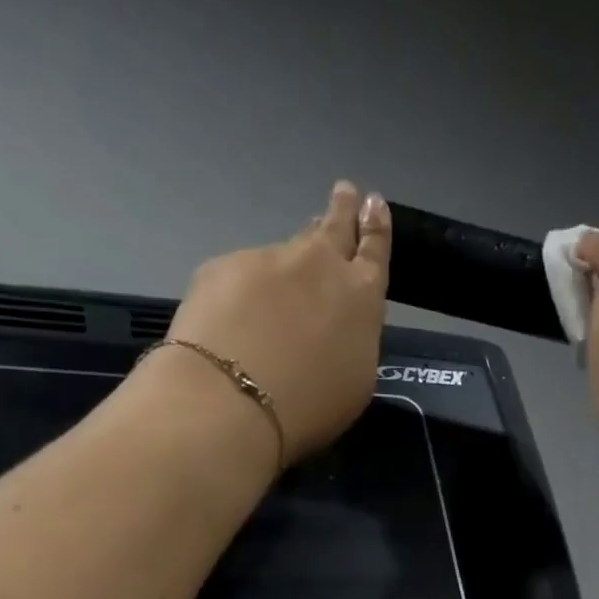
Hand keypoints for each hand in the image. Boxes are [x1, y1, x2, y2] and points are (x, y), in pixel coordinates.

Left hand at [154, 180, 391, 464]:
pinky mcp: (223, 268)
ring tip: (288, 276)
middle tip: (346, 192)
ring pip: (286, 252)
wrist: (232, 399)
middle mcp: (318, 265)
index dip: (376, 227)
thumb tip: (338, 325)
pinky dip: (244, 292)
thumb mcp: (355, 383)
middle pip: (333, 226)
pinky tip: (236, 319)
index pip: (374, 250)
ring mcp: (268, 260)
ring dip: (292, 258)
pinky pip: (241, 276)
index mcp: (361, 296)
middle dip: (343, 209)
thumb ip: (354, 341)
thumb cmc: (310, 406)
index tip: (375, 204)